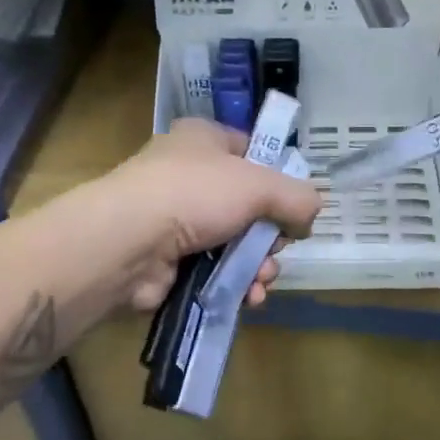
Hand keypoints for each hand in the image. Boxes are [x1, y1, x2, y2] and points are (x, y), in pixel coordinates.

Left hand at [102, 119, 323, 310]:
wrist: (128, 243)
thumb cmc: (195, 195)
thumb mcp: (260, 185)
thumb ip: (297, 198)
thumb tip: (310, 216)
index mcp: (203, 140)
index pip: (251, 151)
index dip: (278, 179)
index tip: (294, 206)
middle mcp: (188, 175)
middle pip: (249, 206)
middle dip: (270, 236)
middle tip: (276, 249)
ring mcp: (176, 220)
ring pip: (235, 244)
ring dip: (258, 266)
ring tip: (262, 281)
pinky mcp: (170, 261)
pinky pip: (215, 272)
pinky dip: (236, 285)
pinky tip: (249, 298)